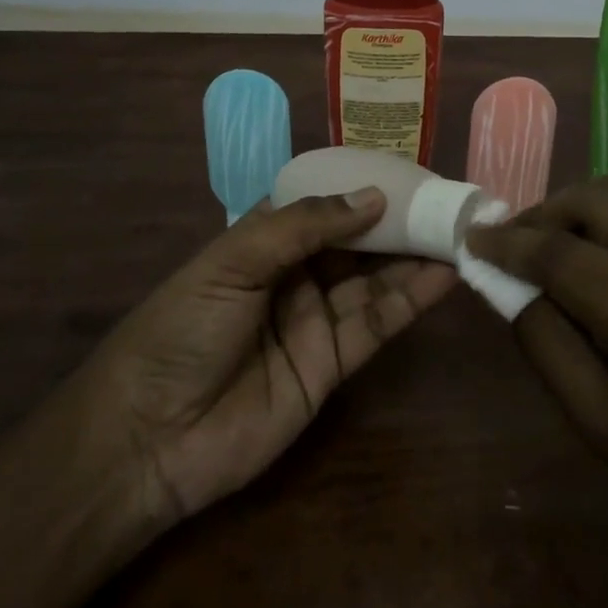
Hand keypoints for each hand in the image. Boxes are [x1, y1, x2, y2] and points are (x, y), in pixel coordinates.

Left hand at [84, 188, 458, 524]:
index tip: (408, 169)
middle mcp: (295, 274)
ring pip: (375, 279)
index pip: (322, 203)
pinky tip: (445, 274)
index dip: (361, 186)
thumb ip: (304, 226)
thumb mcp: (233, 262)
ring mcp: (316, 319)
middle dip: (398, 220)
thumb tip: (373, 196)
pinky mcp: (333, 364)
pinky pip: (378, 323)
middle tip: (447, 199)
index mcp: (263, 240)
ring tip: (458, 229)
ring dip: (415, 256)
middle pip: (356, 241)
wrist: (149, 439)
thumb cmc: (182, 329)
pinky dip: (412, 299)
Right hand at [466, 176, 607, 607]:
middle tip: (511, 242)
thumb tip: (510, 286)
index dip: (509, 242)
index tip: (472, 239)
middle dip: (541, 212)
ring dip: (575, 205)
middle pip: (596, 200)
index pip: (563, 255)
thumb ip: (547, 348)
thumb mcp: (605, 429)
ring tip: (548, 239)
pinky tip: (596, 247)